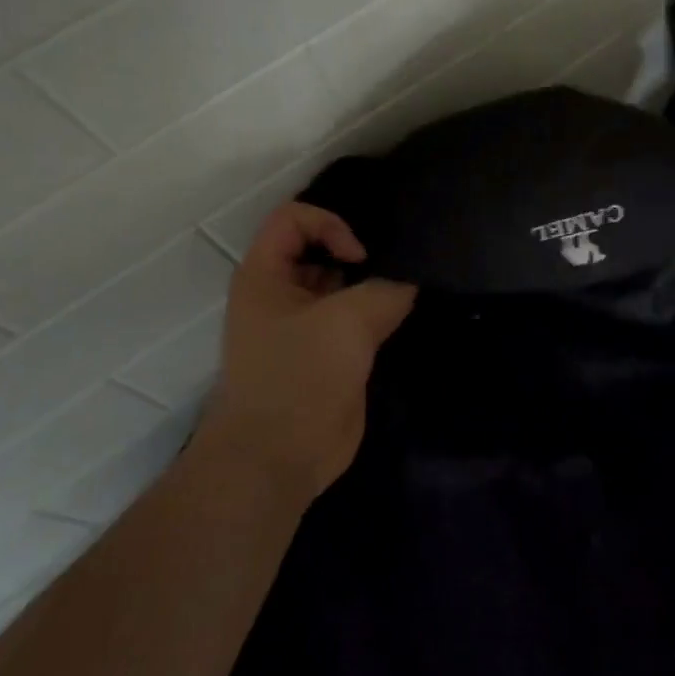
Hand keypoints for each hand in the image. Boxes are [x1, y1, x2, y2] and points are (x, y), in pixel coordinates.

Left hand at [201, 202, 416, 500]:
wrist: (279, 457)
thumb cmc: (300, 376)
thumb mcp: (348, 321)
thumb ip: (387, 290)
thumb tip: (410, 285)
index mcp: (264, 275)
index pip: (293, 219)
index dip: (330, 225)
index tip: (360, 258)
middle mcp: (280, 295)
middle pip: (320, 250)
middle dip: (360, 252)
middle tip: (400, 262)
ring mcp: (303, 327)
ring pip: (341, 288)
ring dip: (373, 286)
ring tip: (409, 288)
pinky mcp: (326, 355)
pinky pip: (354, 321)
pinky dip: (378, 315)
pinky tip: (406, 317)